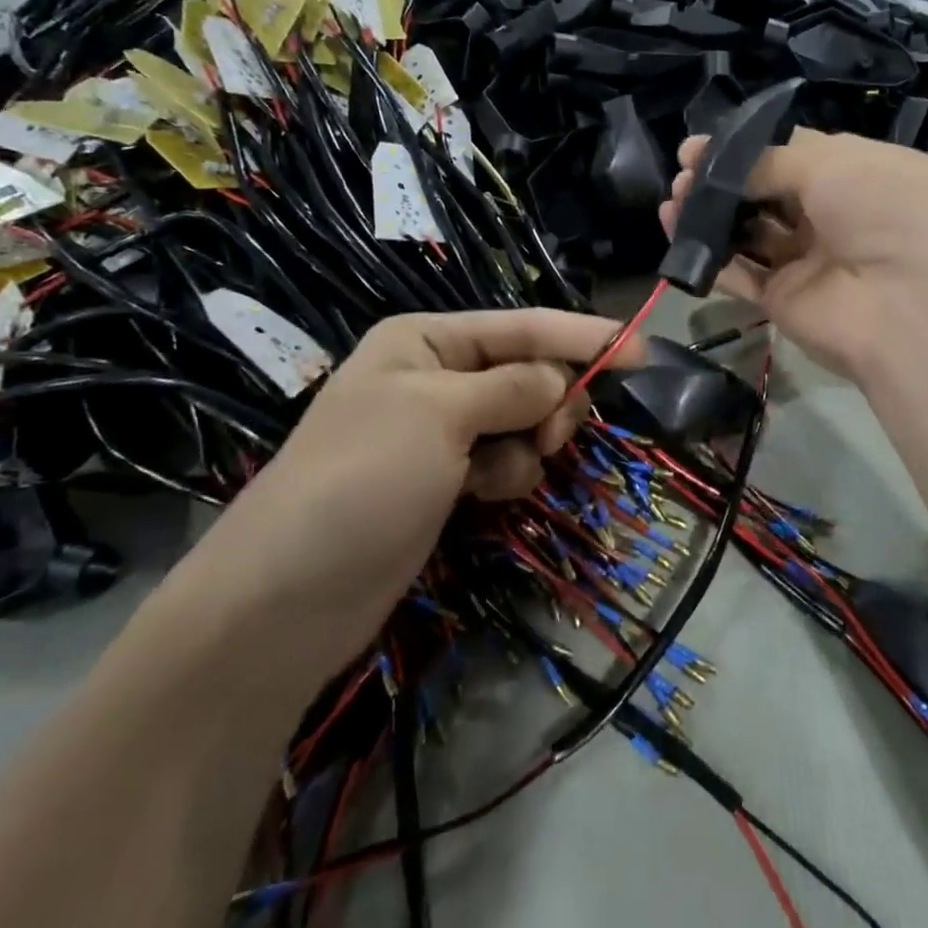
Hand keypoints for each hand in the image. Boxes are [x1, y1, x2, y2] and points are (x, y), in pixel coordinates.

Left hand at [154, 309, 642, 666]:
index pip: (522, 326)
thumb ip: (514, 387)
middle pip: (528, 372)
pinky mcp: (445, 481)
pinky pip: (504, 460)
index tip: (642, 350)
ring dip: (527, 443)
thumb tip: (563, 380)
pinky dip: (506, 475)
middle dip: (550, 401)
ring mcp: (439, 433)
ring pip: (523, 420)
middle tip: (553, 435)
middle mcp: (435, 377)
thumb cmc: (362, 480)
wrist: (285, 601)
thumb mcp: (440, 415)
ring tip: (498, 476)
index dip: (582, 335)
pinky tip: (482, 498)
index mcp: (425, 341)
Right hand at [660, 129, 927, 383]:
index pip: (795, 153)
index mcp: (859, 174)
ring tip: (673, 199)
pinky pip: (740, 272)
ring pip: (749, 232)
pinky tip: (676, 231)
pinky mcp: (784, 300)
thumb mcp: (833, 163)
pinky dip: (707, 253)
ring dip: (710, 213)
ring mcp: (809, 260)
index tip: (701, 146)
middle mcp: (835, 216)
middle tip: (682, 170)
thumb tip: (723, 164)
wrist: (912, 305)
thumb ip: (771, 161)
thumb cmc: (884, 210)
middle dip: (722, 179)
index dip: (747, 147)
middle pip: (767, 192)